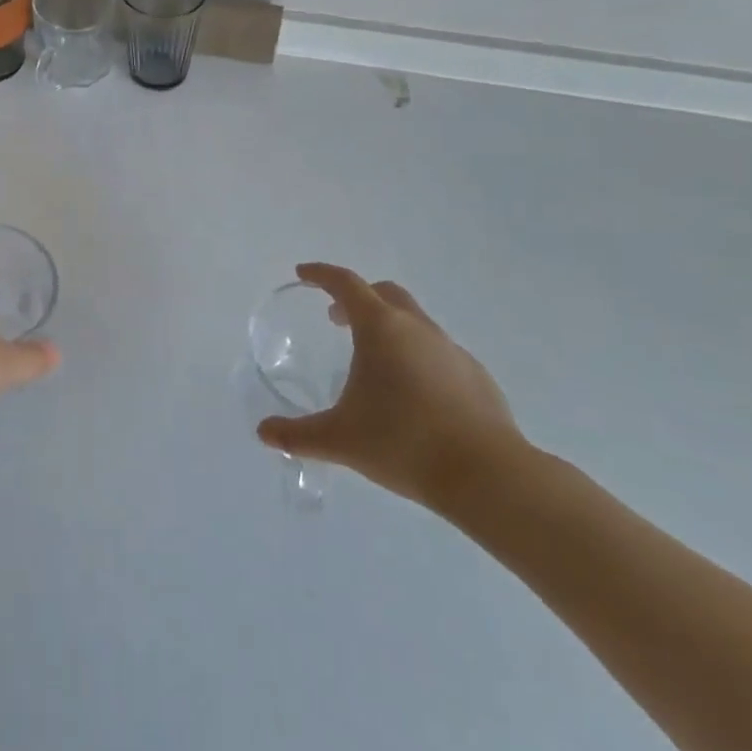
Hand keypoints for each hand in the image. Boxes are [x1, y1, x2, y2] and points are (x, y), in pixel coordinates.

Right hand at [256, 265, 526, 512]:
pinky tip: (414, 394)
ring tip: (374, 362)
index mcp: (381, 328)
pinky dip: (417, 357)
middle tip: (336, 319)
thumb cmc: (403, 443)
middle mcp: (417, 328)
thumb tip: (264, 433)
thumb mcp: (340, 439)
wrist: (487, 476)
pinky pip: (439, 352)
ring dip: (389, 328)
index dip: (321, 274)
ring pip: (414, 322)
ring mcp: (452, 350)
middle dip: (357, 299)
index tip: (303, 274)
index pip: (345, 283)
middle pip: (384, 293)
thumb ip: (298, 434)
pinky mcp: (476, 376)